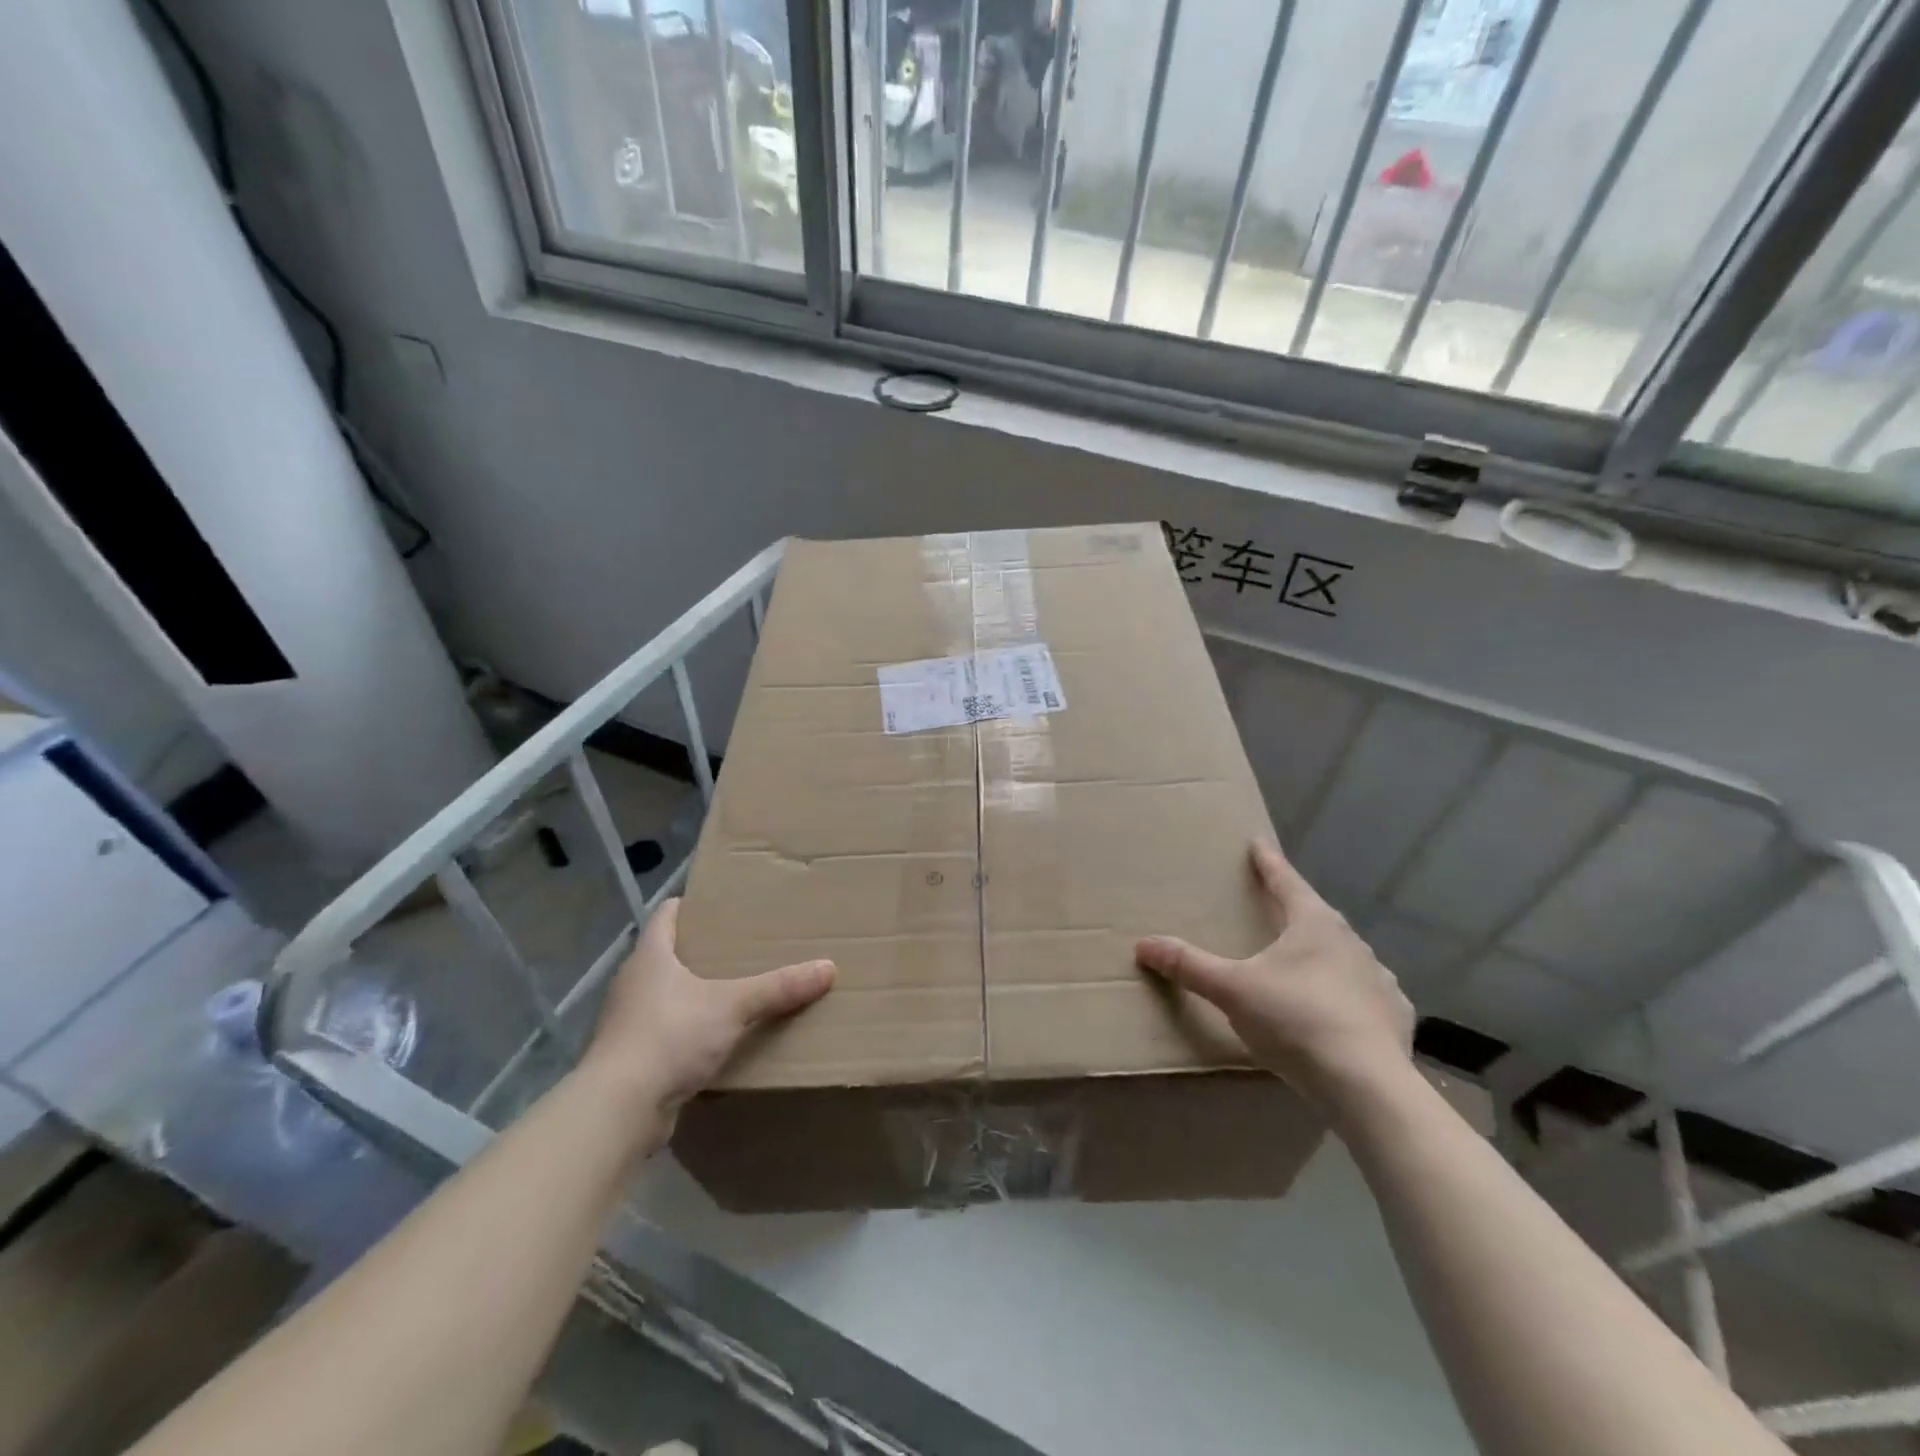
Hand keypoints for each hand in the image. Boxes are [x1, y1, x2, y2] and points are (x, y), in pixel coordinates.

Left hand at [579, 898, 834, 1122]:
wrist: (618, 1110)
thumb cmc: (670, 1037)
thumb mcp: (732, 1007)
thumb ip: (778, 988)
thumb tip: (828, 968)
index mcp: (650, 956)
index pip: (666, 915)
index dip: (691, 905)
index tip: (722, 904)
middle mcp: (634, 983)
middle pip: (667, 954)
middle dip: (702, 951)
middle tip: (743, 947)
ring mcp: (628, 1022)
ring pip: (667, 995)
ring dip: (695, 993)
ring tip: (736, 991)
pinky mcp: (632, 1058)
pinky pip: (666, 1032)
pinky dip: (689, 1031)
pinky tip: (717, 1039)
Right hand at [1135, 840, 1412, 1107]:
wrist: (1367, 1085)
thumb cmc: (1295, 1021)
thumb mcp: (1232, 990)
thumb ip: (1189, 966)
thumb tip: (1143, 944)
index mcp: (1314, 925)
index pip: (1286, 882)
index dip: (1268, 863)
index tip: (1258, 843)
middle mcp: (1352, 943)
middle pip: (1317, 917)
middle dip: (1296, 911)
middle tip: (1277, 907)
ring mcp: (1379, 979)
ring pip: (1345, 956)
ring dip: (1324, 955)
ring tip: (1305, 964)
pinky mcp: (1395, 1015)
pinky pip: (1366, 995)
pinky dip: (1349, 995)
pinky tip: (1341, 1012)